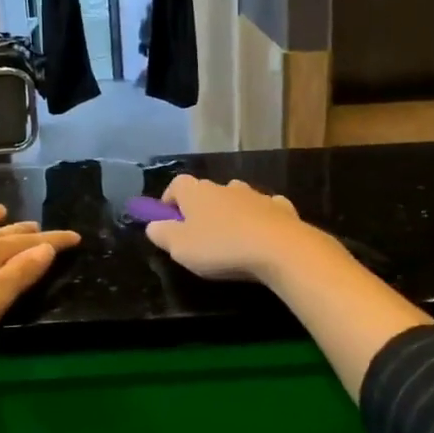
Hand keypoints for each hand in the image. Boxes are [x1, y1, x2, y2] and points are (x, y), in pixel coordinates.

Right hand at [143, 176, 336, 284]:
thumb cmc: (220, 247)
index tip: (167, 220)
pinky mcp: (281, 208)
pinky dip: (259, 219)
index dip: (169, 200)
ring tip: (230, 239)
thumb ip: (161, 234)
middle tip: (198, 235)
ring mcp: (255, 195)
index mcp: (196, 192)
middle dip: (200, 209)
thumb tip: (153, 225)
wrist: (278, 248)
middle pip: (206, 192)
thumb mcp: (179, 247)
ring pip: (236, 199)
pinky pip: (264, 209)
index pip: (176, 184)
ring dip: (230, 213)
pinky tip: (260, 237)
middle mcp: (225, 186)